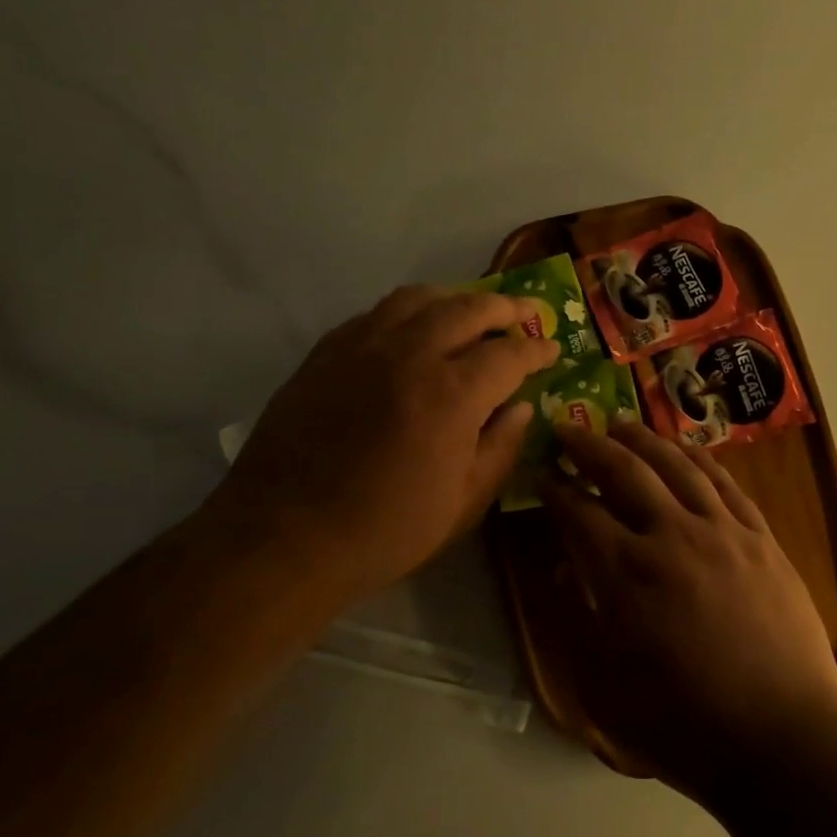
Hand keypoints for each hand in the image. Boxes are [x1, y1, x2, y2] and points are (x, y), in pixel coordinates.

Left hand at [198, 286, 557, 602]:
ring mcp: (362, 347)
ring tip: (469, 312)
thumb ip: (500, 449)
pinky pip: (375, 313)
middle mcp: (410, 354)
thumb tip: (521, 408)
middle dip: (505, 308)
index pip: (509, 353)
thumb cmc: (384, 532)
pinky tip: (411, 330)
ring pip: (418, 298)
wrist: (284, 538)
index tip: (552, 350)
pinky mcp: (325, 353)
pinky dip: (407, 312)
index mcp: (452, 395)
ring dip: (455, 299)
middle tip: (524, 315)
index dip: (537, 349)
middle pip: (469, 308)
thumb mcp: (462, 505)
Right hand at [543, 420, 836, 794]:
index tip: (540, 473)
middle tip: (568, 429)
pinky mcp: (760, 538)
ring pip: (676, 464)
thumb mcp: (606, 689)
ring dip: (643, 439)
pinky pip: (724, 483)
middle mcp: (672, 536)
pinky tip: (684, 450)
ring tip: (620, 425)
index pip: (578, 511)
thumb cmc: (685, 725)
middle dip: (589, 445)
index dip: (553, 488)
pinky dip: (698, 458)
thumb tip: (563, 568)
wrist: (784, 739)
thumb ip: (577, 620)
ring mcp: (722, 531)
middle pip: (624, 470)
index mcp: (626, 574)